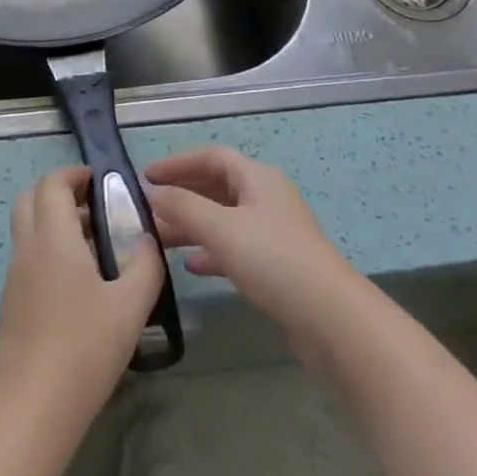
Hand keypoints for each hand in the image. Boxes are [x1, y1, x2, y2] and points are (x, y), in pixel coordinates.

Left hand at [0, 167, 163, 443]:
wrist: (32, 408)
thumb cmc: (84, 348)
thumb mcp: (131, 305)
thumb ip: (145, 264)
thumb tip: (147, 239)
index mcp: (52, 238)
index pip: (52, 184)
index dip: (74, 174)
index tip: (102, 181)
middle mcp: (27, 249)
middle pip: (30, 199)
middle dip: (60, 192)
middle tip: (96, 206)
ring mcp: (15, 277)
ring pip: (27, 229)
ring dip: (54, 222)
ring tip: (96, 245)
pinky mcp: (13, 304)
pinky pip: (29, 257)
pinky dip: (49, 250)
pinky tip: (81, 282)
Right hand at [144, 145, 361, 359]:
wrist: (331, 318)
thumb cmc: (273, 260)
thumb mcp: (221, 228)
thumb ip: (183, 206)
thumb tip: (152, 191)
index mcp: (257, 178)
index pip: (211, 157)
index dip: (177, 163)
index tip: (146, 176)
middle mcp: (266, 198)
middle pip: (217, 186)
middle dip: (182, 196)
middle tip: (148, 209)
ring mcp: (273, 232)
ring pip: (223, 219)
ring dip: (192, 225)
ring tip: (159, 240)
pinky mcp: (276, 265)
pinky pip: (235, 247)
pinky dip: (211, 251)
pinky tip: (190, 266)